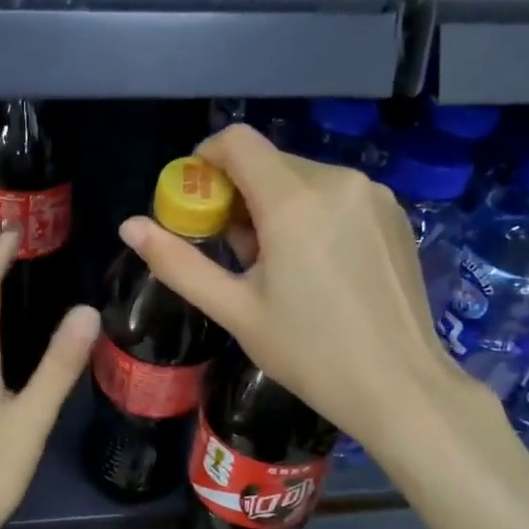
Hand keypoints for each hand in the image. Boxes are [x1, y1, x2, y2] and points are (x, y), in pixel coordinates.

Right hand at [117, 125, 490, 451]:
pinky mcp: (395, 214)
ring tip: (276, 266)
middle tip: (235, 252)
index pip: (237, 141)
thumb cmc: (308, 352)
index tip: (196, 201)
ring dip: (275, 206)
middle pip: (269, 162)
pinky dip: (312, 214)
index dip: (206, 160)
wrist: (400, 387)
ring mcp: (373, 195)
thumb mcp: (234, 310)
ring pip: (303, 178)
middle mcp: (337, 181)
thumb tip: (129, 226)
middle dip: (239, 194)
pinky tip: (317, 267)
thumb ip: (178, 262)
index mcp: (294, 200)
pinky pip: (336, 195)